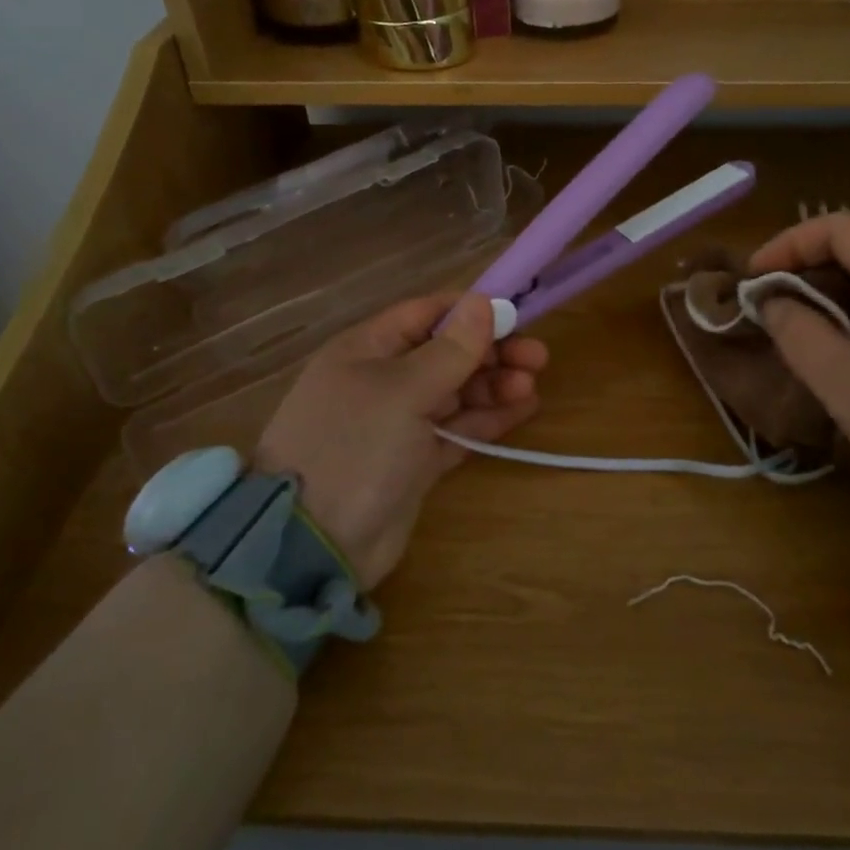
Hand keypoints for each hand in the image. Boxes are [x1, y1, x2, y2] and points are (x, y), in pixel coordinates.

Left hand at [255, 293, 548, 588]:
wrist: (311, 547)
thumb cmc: (354, 448)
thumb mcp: (403, 391)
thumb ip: (450, 350)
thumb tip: (482, 302)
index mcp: (368, 349)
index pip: (427, 313)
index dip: (471, 312)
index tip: (516, 316)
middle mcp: (384, 379)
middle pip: (447, 353)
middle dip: (491, 352)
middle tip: (538, 358)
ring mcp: (399, 422)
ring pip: (457, 391)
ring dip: (494, 385)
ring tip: (530, 387)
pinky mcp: (415, 461)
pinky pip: (458, 429)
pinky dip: (488, 418)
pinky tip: (523, 409)